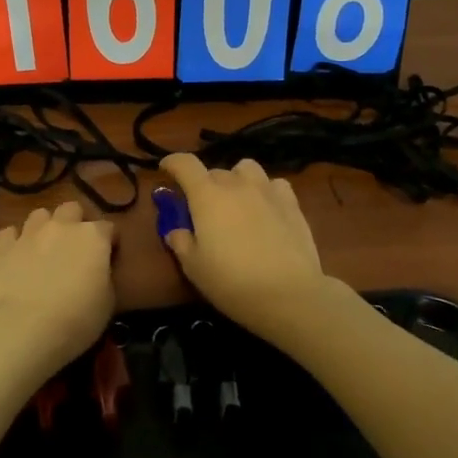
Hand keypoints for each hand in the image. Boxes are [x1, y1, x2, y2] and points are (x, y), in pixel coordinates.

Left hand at [0, 201, 117, 372]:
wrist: (25, 329)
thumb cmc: (76, 319)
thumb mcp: (107, 302)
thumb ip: (103, 276)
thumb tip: (96, 270)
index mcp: (93, 237)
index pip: (108, 228)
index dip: (109, 241)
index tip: (109, 256)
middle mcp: (62, 226)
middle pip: (71, 209)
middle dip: (75, 222)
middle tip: (74, 246)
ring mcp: (29, 234)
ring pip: (39, 215)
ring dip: (44, 227)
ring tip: (43, 247)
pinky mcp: (2, 248)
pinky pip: (9, 233)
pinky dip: (14, 241)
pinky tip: (16, 256)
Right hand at [157, 154, 329, 334]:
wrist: (288, 294)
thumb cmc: (232, 282)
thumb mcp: (194, 268)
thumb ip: (181, 243)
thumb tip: (176, 231)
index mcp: (207, 196)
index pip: (185, 164)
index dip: (172, 162)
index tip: (166, 170)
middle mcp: (236, 185)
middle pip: (215, 171)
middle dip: (204, 185)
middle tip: (203, 209)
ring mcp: (267, 190)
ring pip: (246, 169)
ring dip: (236, 180)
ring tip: (237, 201)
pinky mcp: (292, 203)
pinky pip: (274, 184)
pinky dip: (265, 190)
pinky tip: (266, 208)